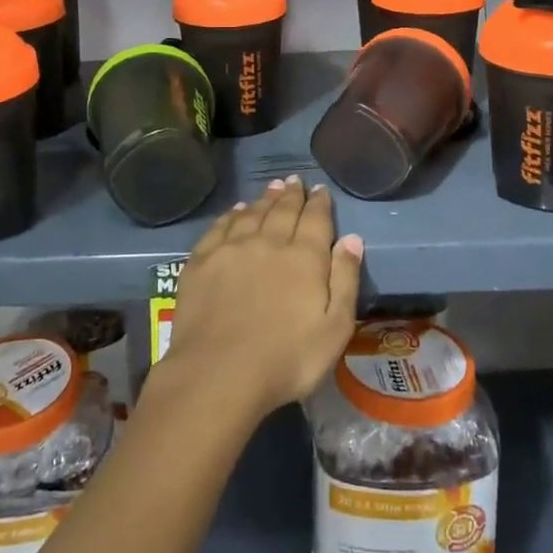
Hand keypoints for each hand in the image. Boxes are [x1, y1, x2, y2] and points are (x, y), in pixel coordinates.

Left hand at [160, 178, 362, 421]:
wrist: (219, 372)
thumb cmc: (287, 359)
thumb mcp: (334, 329)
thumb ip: (345, 280)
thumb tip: (352, 239)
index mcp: (304, 257)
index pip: (315, 219)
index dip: (319, 203)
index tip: (320, 190)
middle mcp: (268, 242)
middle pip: (282, 210)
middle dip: (292, 194)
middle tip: (295, 180)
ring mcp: (231, 249)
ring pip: (251, 213)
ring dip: (264, 199)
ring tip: (272, 187)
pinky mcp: (201, 261)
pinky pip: (219, 227)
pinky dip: (231, 215)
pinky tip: (235, 211)